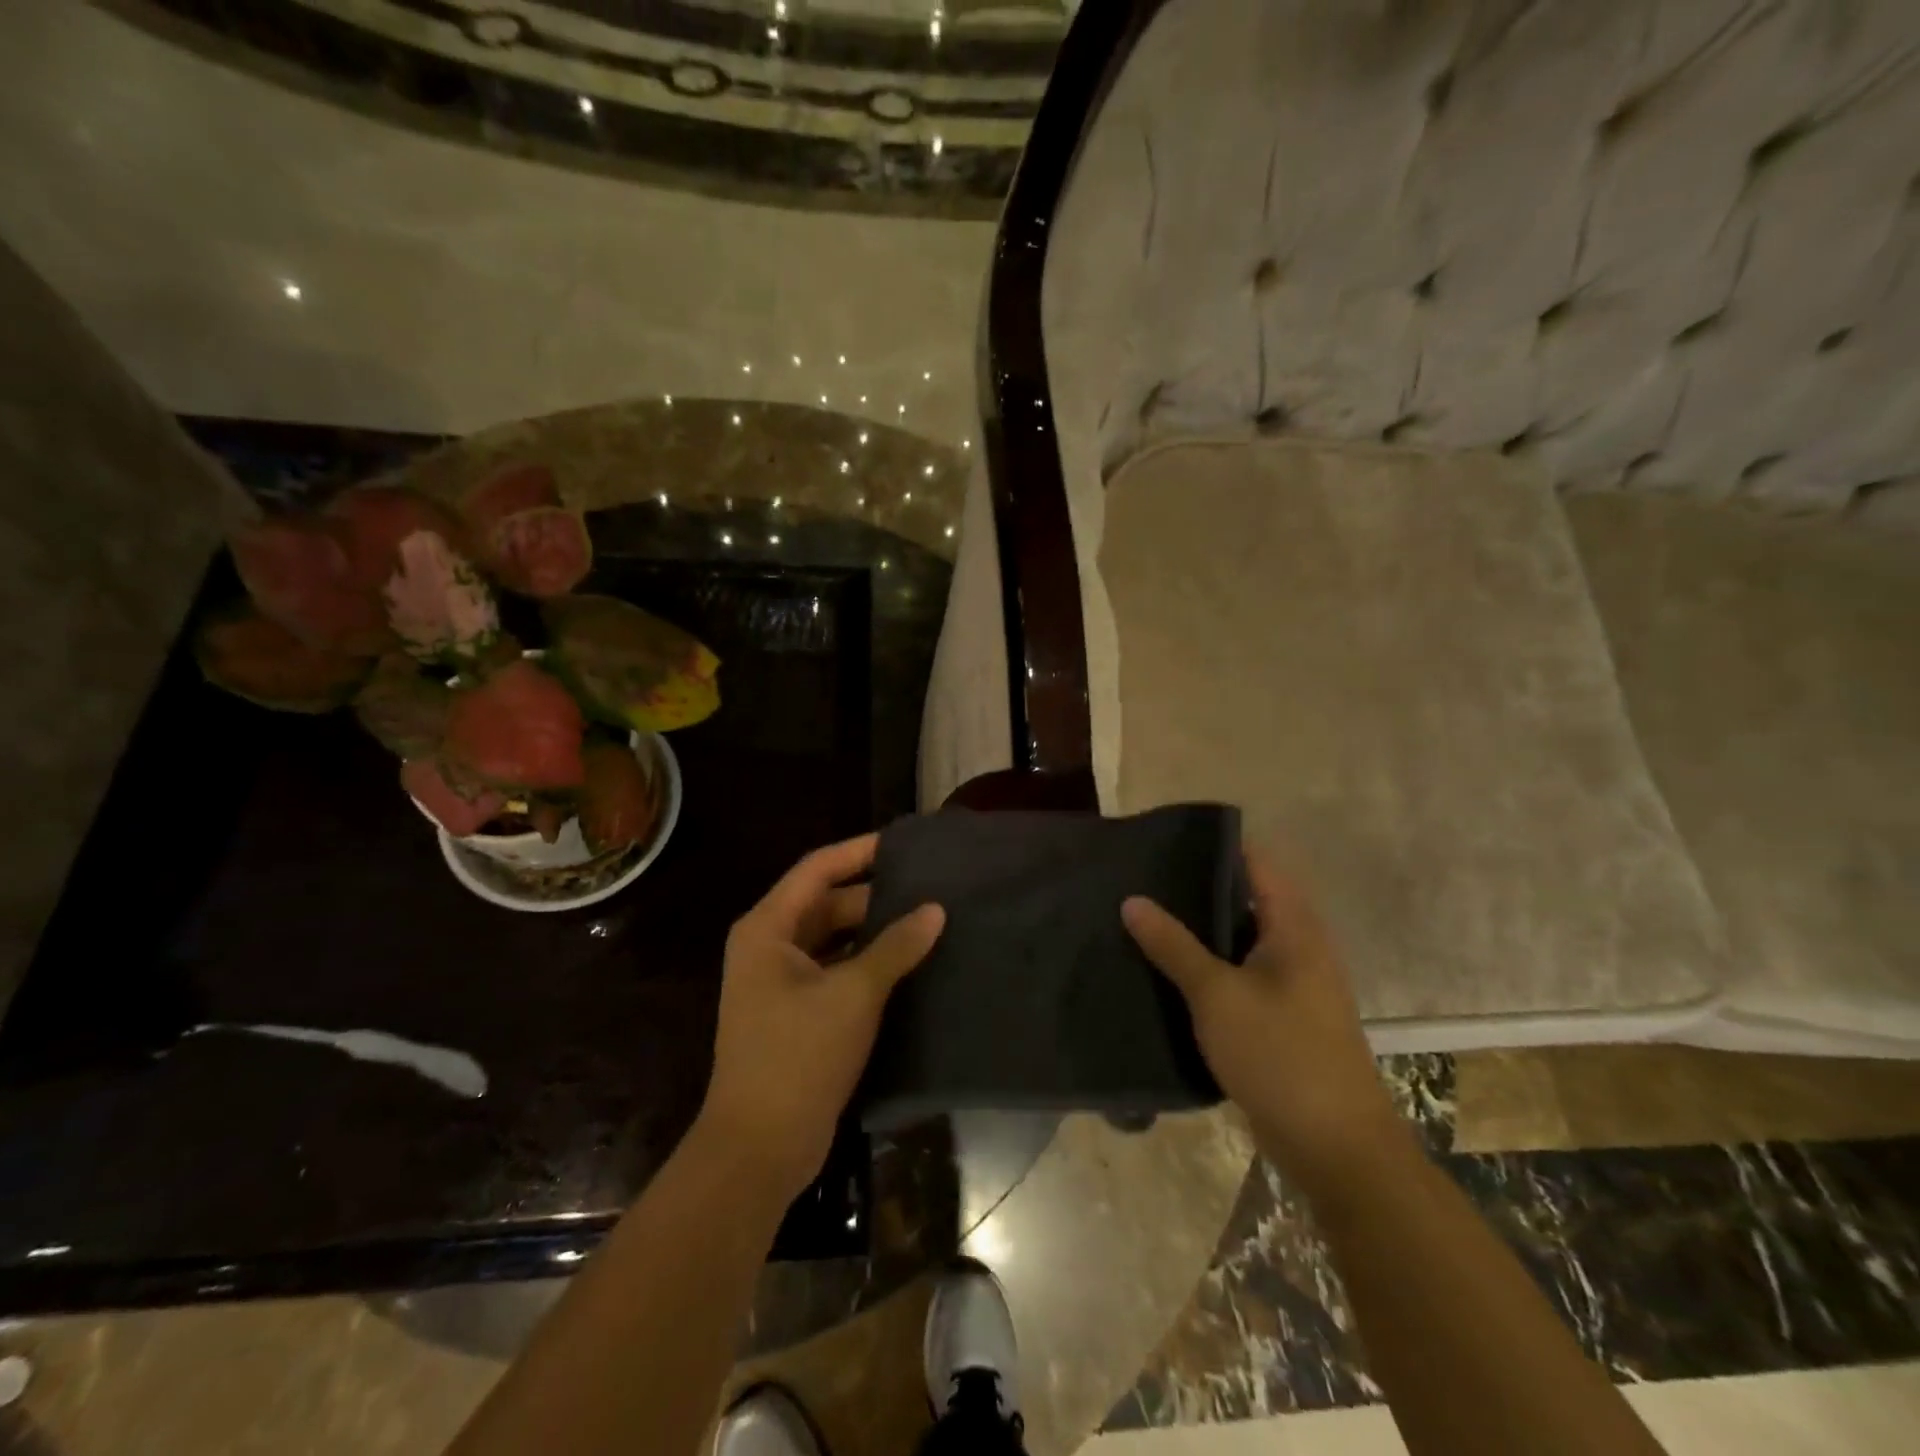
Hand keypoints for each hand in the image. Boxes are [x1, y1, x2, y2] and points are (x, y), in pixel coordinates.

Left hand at [698, 833, 944, 1201]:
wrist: (759, 1148)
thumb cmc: (798, 1056)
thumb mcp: (853, 994)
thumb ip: (895, 947)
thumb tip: (935, 909)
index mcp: (768, 928)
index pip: (818, 869)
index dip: (859, 851)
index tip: (903, 843)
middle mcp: (769, 946)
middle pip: (827, 904)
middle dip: (874, 895)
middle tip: (927, 887)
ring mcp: (780, 982)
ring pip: (834, 940)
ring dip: (874, 932)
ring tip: (926, 920)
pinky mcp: (796, 1014)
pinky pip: (836, 971)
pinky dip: (867, 964)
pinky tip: (908, 965)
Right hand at [1122, 846, 1411, 1201]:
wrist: (1337, 1149)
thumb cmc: (1280, 1056)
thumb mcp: (1216, 996)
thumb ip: (1173, 945)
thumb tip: (1132, 900)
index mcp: (1294, 928)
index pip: (1256, 864)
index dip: (1214, 848)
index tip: (1165, 844)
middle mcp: (1299, 948)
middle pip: (1245, 901)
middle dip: (1196, 891)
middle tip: (1143, 882)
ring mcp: (1293, 986)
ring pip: (1239, 942)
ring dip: (1200, 933)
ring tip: (1145, 921)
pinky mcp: (1282, 1020)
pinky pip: (1240, 977)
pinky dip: (1208, 970)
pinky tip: (1167, 974)